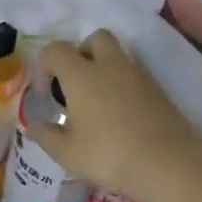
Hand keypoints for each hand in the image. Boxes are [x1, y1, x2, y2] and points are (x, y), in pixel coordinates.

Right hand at [33, 30, 201, 201]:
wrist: (167, 163)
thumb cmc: (108, 154)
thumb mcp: (68, 153)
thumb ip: (47, 136)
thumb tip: (33, 128)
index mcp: (81, 75)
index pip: (56, 50)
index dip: (45, 65)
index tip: (46, 92)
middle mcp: (109, 66)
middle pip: (94, 38)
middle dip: (82, 52)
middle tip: (75, 83)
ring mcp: (138, 75)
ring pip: (118, 55)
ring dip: (104, 68)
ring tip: (98, 102)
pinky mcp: (158, 90)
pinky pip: (134, 75)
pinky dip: (123, 85)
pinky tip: (121, 114)